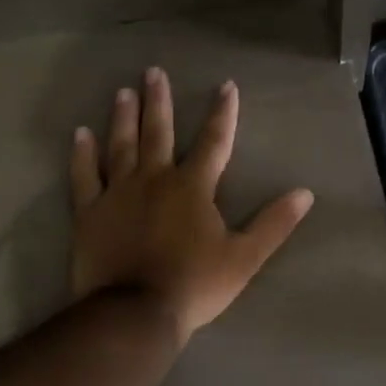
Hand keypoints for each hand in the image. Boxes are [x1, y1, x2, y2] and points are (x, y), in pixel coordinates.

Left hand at [68, 68, 313, 343]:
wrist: (134, 313)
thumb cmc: (194, 284)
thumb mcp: (245, 257)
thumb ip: (274, 223)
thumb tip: (305, 193)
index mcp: (193, 186)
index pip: (213, 140)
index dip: (222, 112)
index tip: (225, 85)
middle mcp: (155, 179)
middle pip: (158, 132)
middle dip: (158, 100)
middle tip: (152, 71)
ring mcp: (118, 193)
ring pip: (121, 146)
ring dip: (123, 117)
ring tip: (123, 91)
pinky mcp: (90, 212)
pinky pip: (84, 176)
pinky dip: (82, 154)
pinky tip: (80, 133)